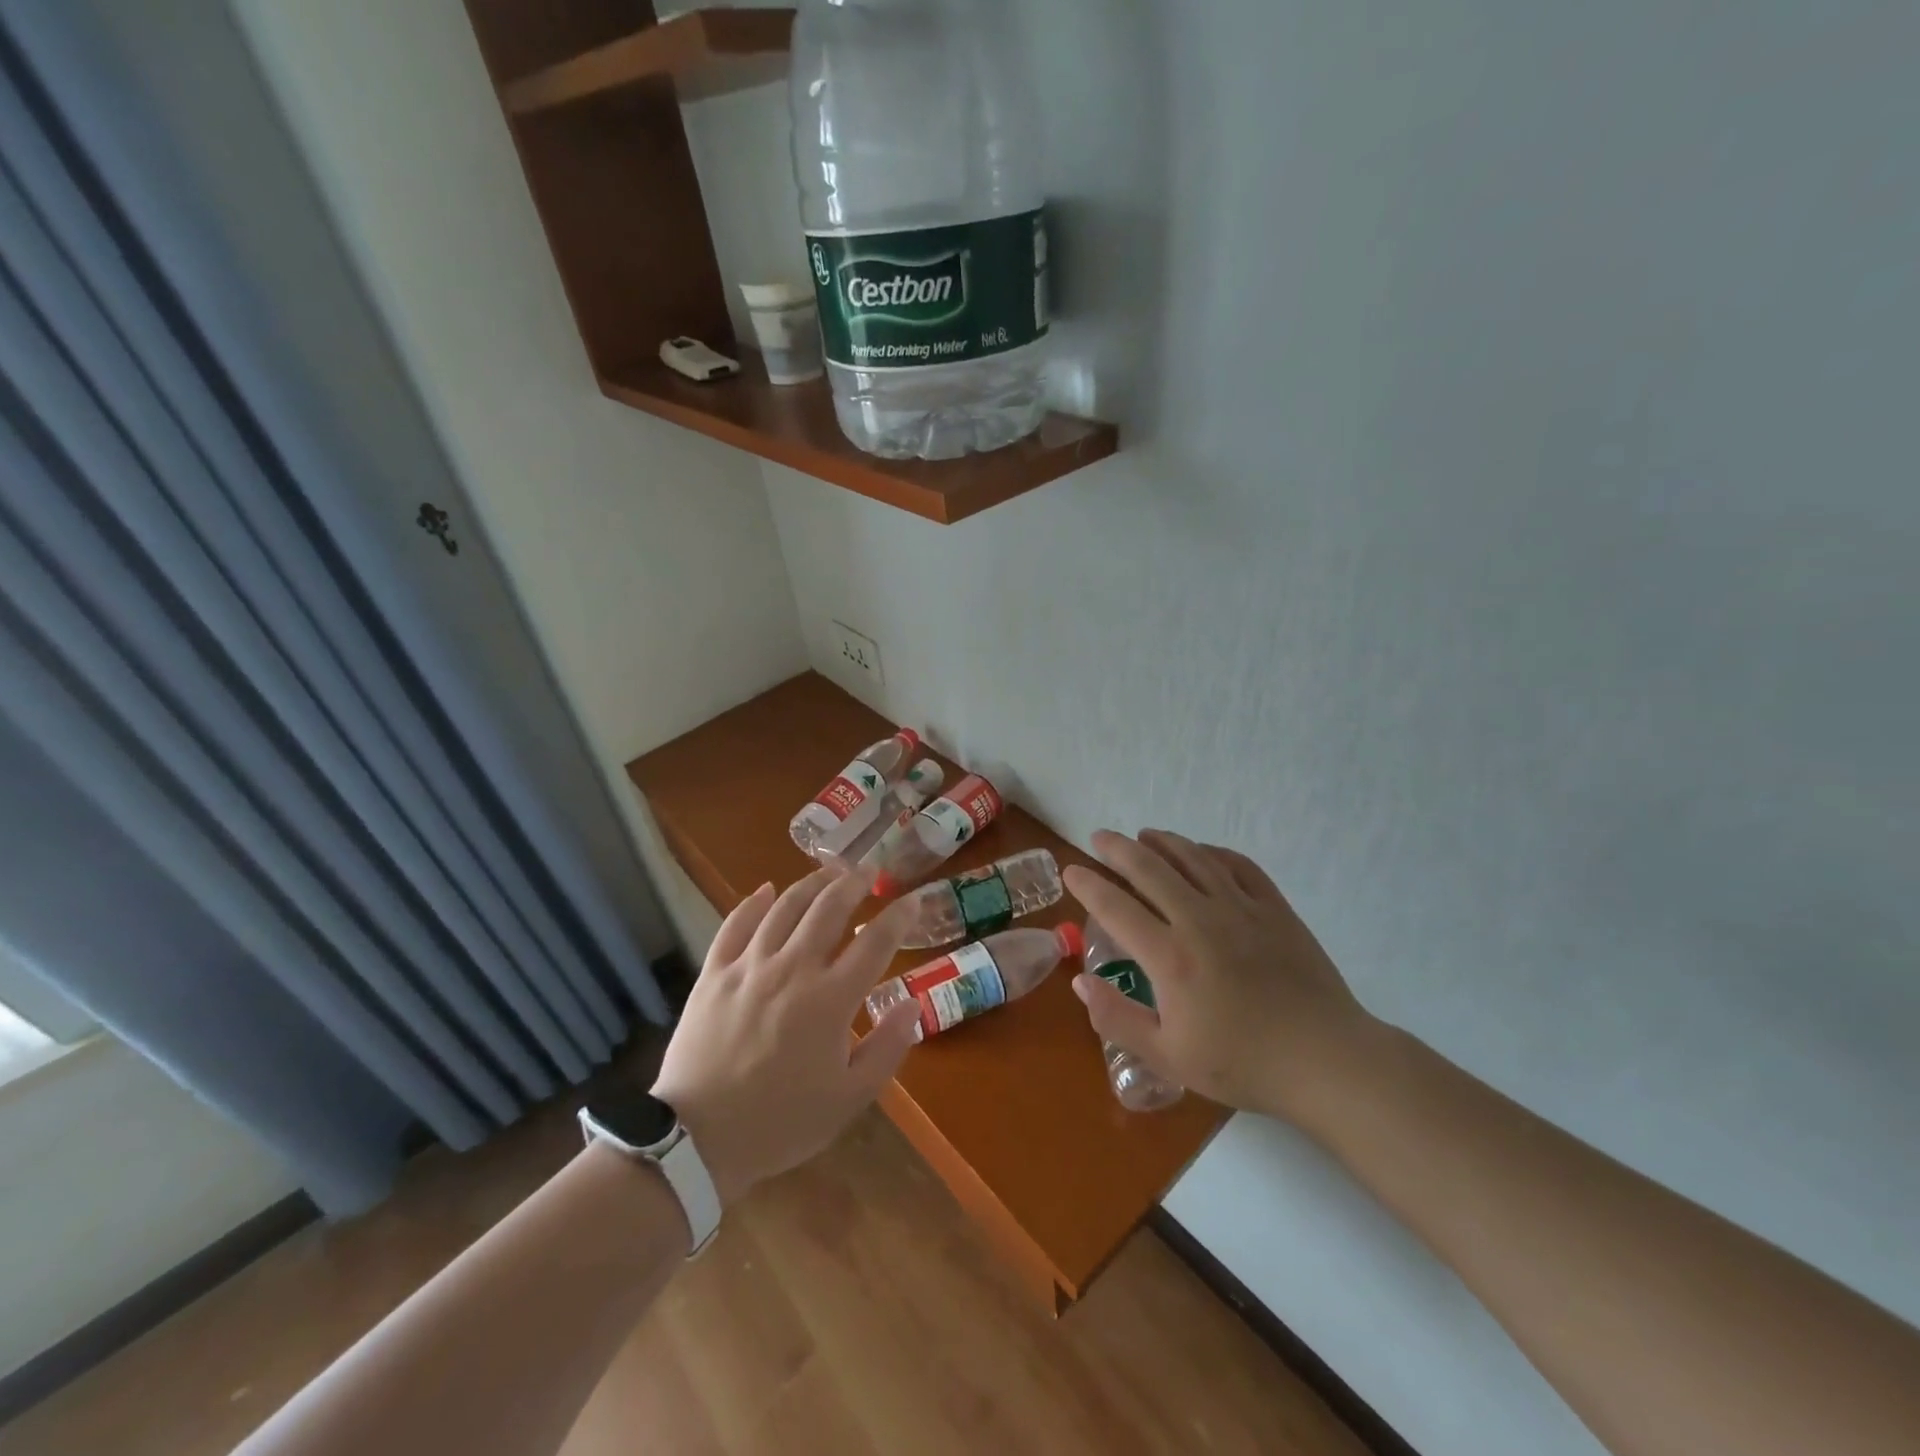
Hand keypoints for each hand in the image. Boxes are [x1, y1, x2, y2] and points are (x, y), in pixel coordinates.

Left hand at [649, 863, 921, 1206]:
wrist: (696, 1139)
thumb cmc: (781, 1122)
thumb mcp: (849, 1098)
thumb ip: (887, 1048)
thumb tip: (913, 1005)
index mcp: (830, 1000)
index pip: (875, 943)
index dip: (899, 916)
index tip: (914, 899)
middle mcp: (793, 969)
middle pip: (829, 909)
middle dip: (854, 883)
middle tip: (869, 870)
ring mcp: (749, 966)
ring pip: (784, 907)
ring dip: (811, 883)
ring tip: (829, 871)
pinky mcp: (714, 973)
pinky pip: (735, 924)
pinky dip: (752, 903)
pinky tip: (765, 890)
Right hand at [1063, 830, 1377, 1126]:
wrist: (1327, 1061)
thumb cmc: (1243, 1064)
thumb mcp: (1169, 1057)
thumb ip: (1117, 1018)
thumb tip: (1079, 982)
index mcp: (1171, 957)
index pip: (1116, 907)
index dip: (1088, 884)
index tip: (1071, 870)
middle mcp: (1201, 920)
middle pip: (1150, 869)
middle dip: (1118, 849)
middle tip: (1099, 837)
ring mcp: (1242, 909)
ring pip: (1194, 859)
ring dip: (1163, 842)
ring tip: (1144, 835)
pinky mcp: (1275, 909)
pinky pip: (1239, 866)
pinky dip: (1213, 852)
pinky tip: (1202, 852)